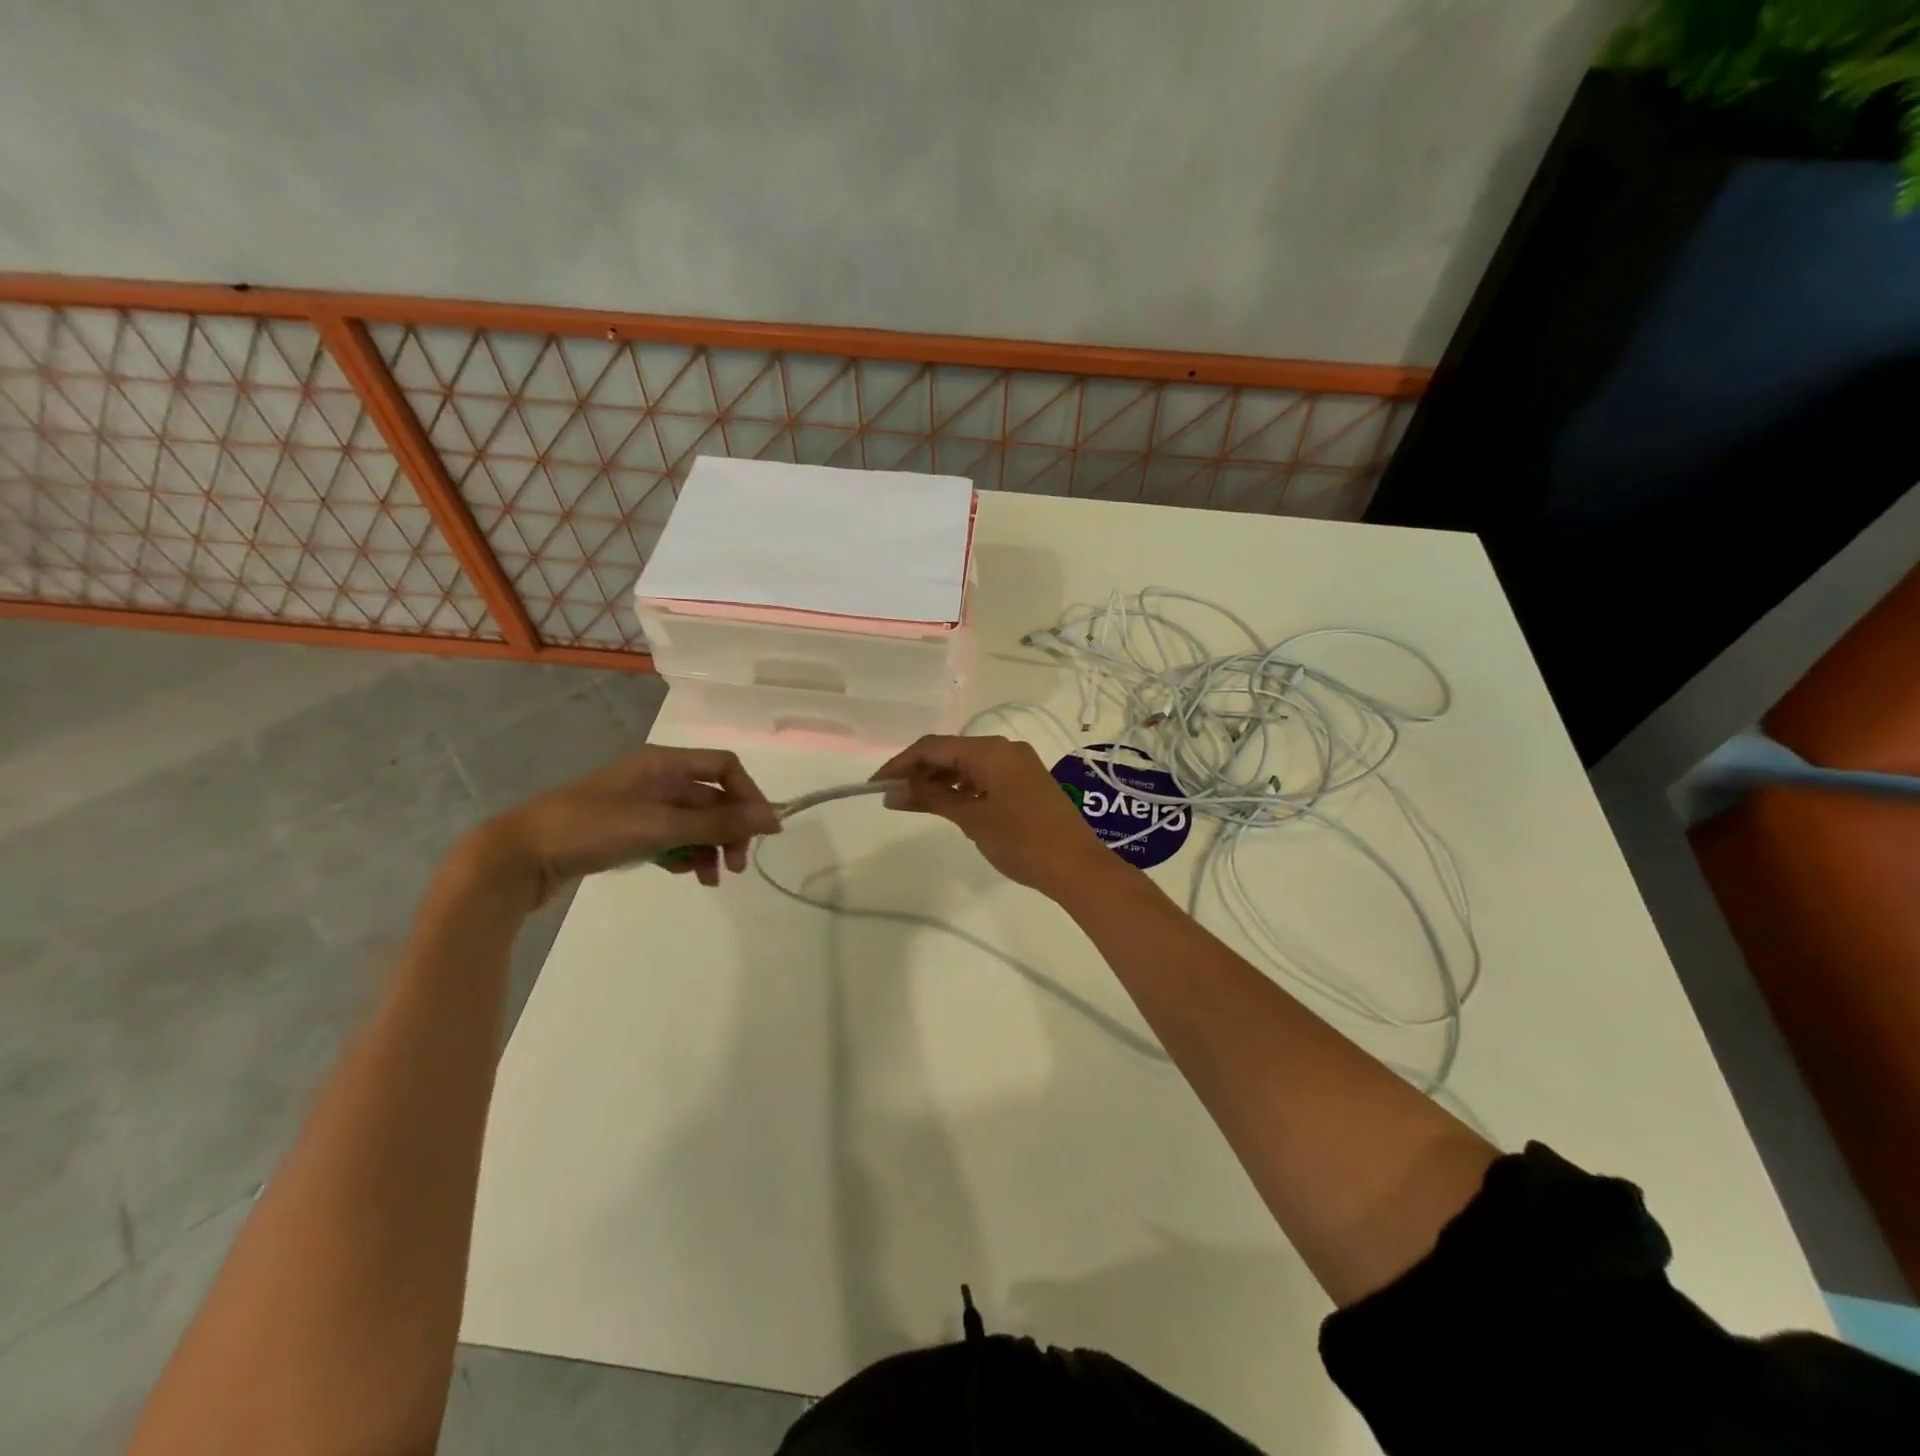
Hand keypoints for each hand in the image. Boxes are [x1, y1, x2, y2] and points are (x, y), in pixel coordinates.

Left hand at [478, 746, 780, 906]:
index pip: (725, 768)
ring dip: (711, 847)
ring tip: (712, 879)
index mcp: (664, 763)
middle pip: (712, 799)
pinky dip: (686, 855)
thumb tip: (773, 817)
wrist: (519, 857)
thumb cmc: (591, 830)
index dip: (749, 796)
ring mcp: (642, 806)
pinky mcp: (628, 831)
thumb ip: (718, 824)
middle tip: (737, 866)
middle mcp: (657, 779)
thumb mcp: (660, 826)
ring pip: (694, 823)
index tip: (763, 832)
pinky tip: (686, 875)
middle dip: (730, 830)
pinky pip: (672, 838)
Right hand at [870, 734, 1119, 898]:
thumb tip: (893, 791)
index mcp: (991, 751)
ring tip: (912, 804)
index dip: (901, 764)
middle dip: (918, 771)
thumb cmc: (1022, 841)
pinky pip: (983, 775)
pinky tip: (945, 804)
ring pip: (966, 763)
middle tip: (891, 797)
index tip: (875, 785)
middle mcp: (1004, 748)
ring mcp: (1018, 764)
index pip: (933, 746)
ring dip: (938, 780)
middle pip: (949, 751)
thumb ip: (932, 798)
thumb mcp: (972, 819)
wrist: (1077, 866)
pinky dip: (961, 787)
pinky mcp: (1025, 781)